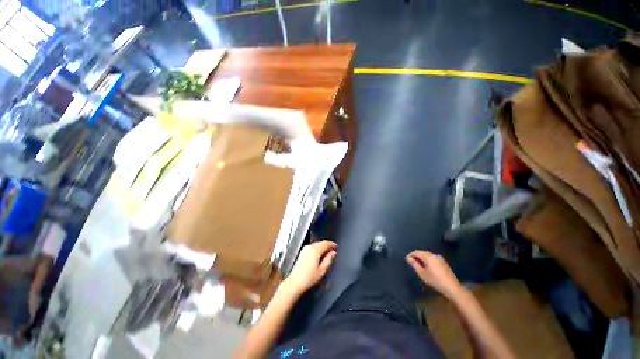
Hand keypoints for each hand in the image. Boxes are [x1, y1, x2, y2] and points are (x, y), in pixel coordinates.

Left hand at [284, 241, 336, 295]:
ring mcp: (305, 249)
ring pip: (316, 244)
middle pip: (321, 242)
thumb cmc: (309, 278)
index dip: (332, 244)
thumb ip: (329, 259)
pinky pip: (312, 247)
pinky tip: (319, 254)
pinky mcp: (302, 252)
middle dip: (327, 245)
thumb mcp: (322, 270)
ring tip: (327, 252)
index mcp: (315, 250)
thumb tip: (333, 253)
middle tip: (333, 249)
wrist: (294, 283)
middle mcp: (309, 247)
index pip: (326, 243)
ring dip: (322, 246)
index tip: (336, 246)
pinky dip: (317, 248)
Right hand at [406, 251, 463, 298]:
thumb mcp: (422, 274)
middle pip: (422, 252)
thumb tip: (408, 258)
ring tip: (418, 264)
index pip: (416, 252)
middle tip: (411, 262)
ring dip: (422, 258)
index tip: (406, 260)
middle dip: (416, 256)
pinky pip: (432, 258)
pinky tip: (427, 266)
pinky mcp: (443, 262)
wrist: (452, 287)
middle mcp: (433, 255)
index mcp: (428, 257)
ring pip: (427, 255)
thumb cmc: (435, 281)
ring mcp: (439, 258)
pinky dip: (428, 260)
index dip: (410, 255)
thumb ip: (415, 265)